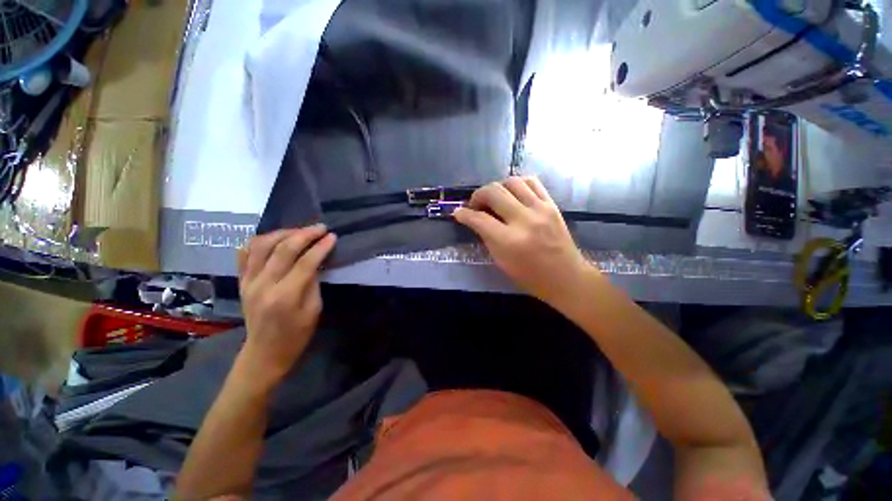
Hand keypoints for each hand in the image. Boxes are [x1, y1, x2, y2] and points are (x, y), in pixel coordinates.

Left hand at [237, 225, 336, 388]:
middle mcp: (263, 285)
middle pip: (283, 249)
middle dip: (304, 234)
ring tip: (300, 231)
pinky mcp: (241, 281)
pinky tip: (275, 239)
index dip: (321, 247)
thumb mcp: (314, 309)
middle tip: (320, 228)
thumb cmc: (296, 334)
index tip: (332, 236)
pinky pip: (245, 253)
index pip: (305, 262)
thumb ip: (313, 282)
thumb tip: (316, 260)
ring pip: (261, 245)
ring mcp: (248, 282)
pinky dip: (260, 241)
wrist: (265, 352)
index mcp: (285, 296)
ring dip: (282, 233)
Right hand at [454, 177, 594, 305]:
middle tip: (475, 205)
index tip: (458, 212)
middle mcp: (524, 220)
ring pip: (512, 182)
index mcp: (508, 241)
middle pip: (493, 192)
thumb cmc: (530, 276)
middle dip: (478, 195)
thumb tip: (473, 219)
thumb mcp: (501, 261)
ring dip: (497, 187)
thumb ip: (486, 237)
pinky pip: (532, 182)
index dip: (464, 214)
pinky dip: (517, 184)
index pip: (479, 219)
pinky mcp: (552, 204)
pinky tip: (513, 194)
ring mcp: (540, 209)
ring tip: (494, 199)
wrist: (566, 277)